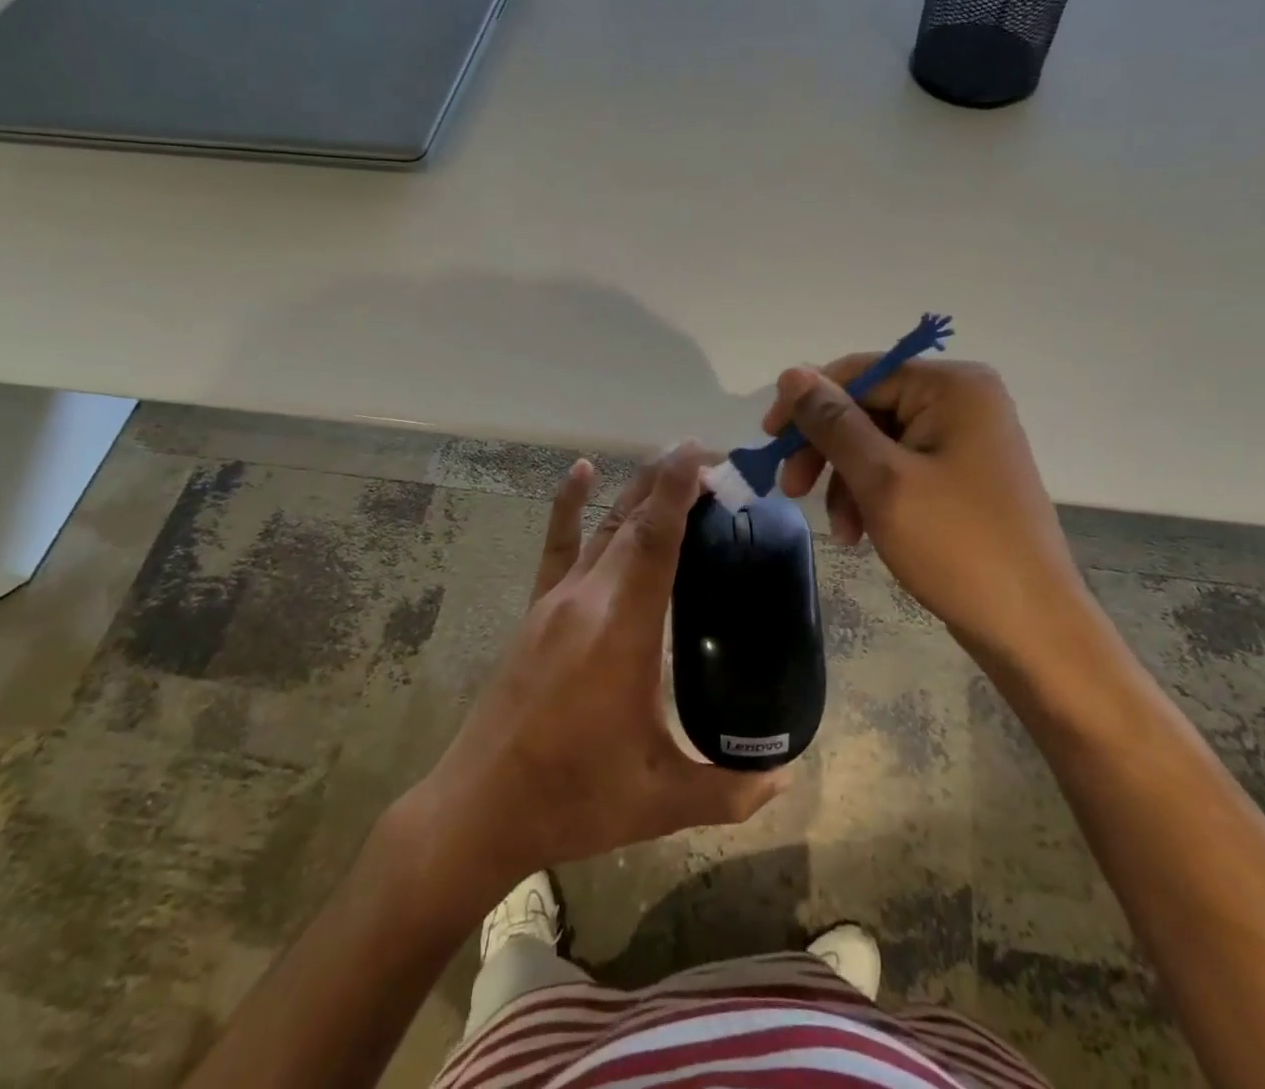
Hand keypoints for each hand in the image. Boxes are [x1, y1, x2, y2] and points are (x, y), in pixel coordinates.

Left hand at [402, 443, 787, 900]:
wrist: (479, 809)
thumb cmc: (574, 797)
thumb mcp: (662, 800)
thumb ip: (731, 789)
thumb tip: (785, 777)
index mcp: (622, 628)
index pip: (655, 538)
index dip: (678, 489)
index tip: (705, 454)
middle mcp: (588, 598)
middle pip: (633, 520)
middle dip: (671, 481)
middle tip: (712, 461)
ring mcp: (556, 600)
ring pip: (603, 526)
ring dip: (637, 490)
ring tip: (671, 463)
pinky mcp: (536, 610)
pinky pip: (557, 544)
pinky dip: (569, 504)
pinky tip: (581, 471)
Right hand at [762, 359, 1086, 648]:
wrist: (1031, 628)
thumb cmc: (957, 545)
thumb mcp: (881, 479)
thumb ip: (832, 422)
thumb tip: (791, 372)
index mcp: (952, 387)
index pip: (859, 373)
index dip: (808, 404)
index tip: (768, 442)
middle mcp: (962, 401)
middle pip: (867, 408)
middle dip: (826, 450)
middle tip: (790, 489)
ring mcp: (965, 439)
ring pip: (878, 443)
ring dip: (846, 481)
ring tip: (839, 531)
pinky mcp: (962, 475)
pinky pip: (900, 469)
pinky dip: (872, 496)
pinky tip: (860, 534)